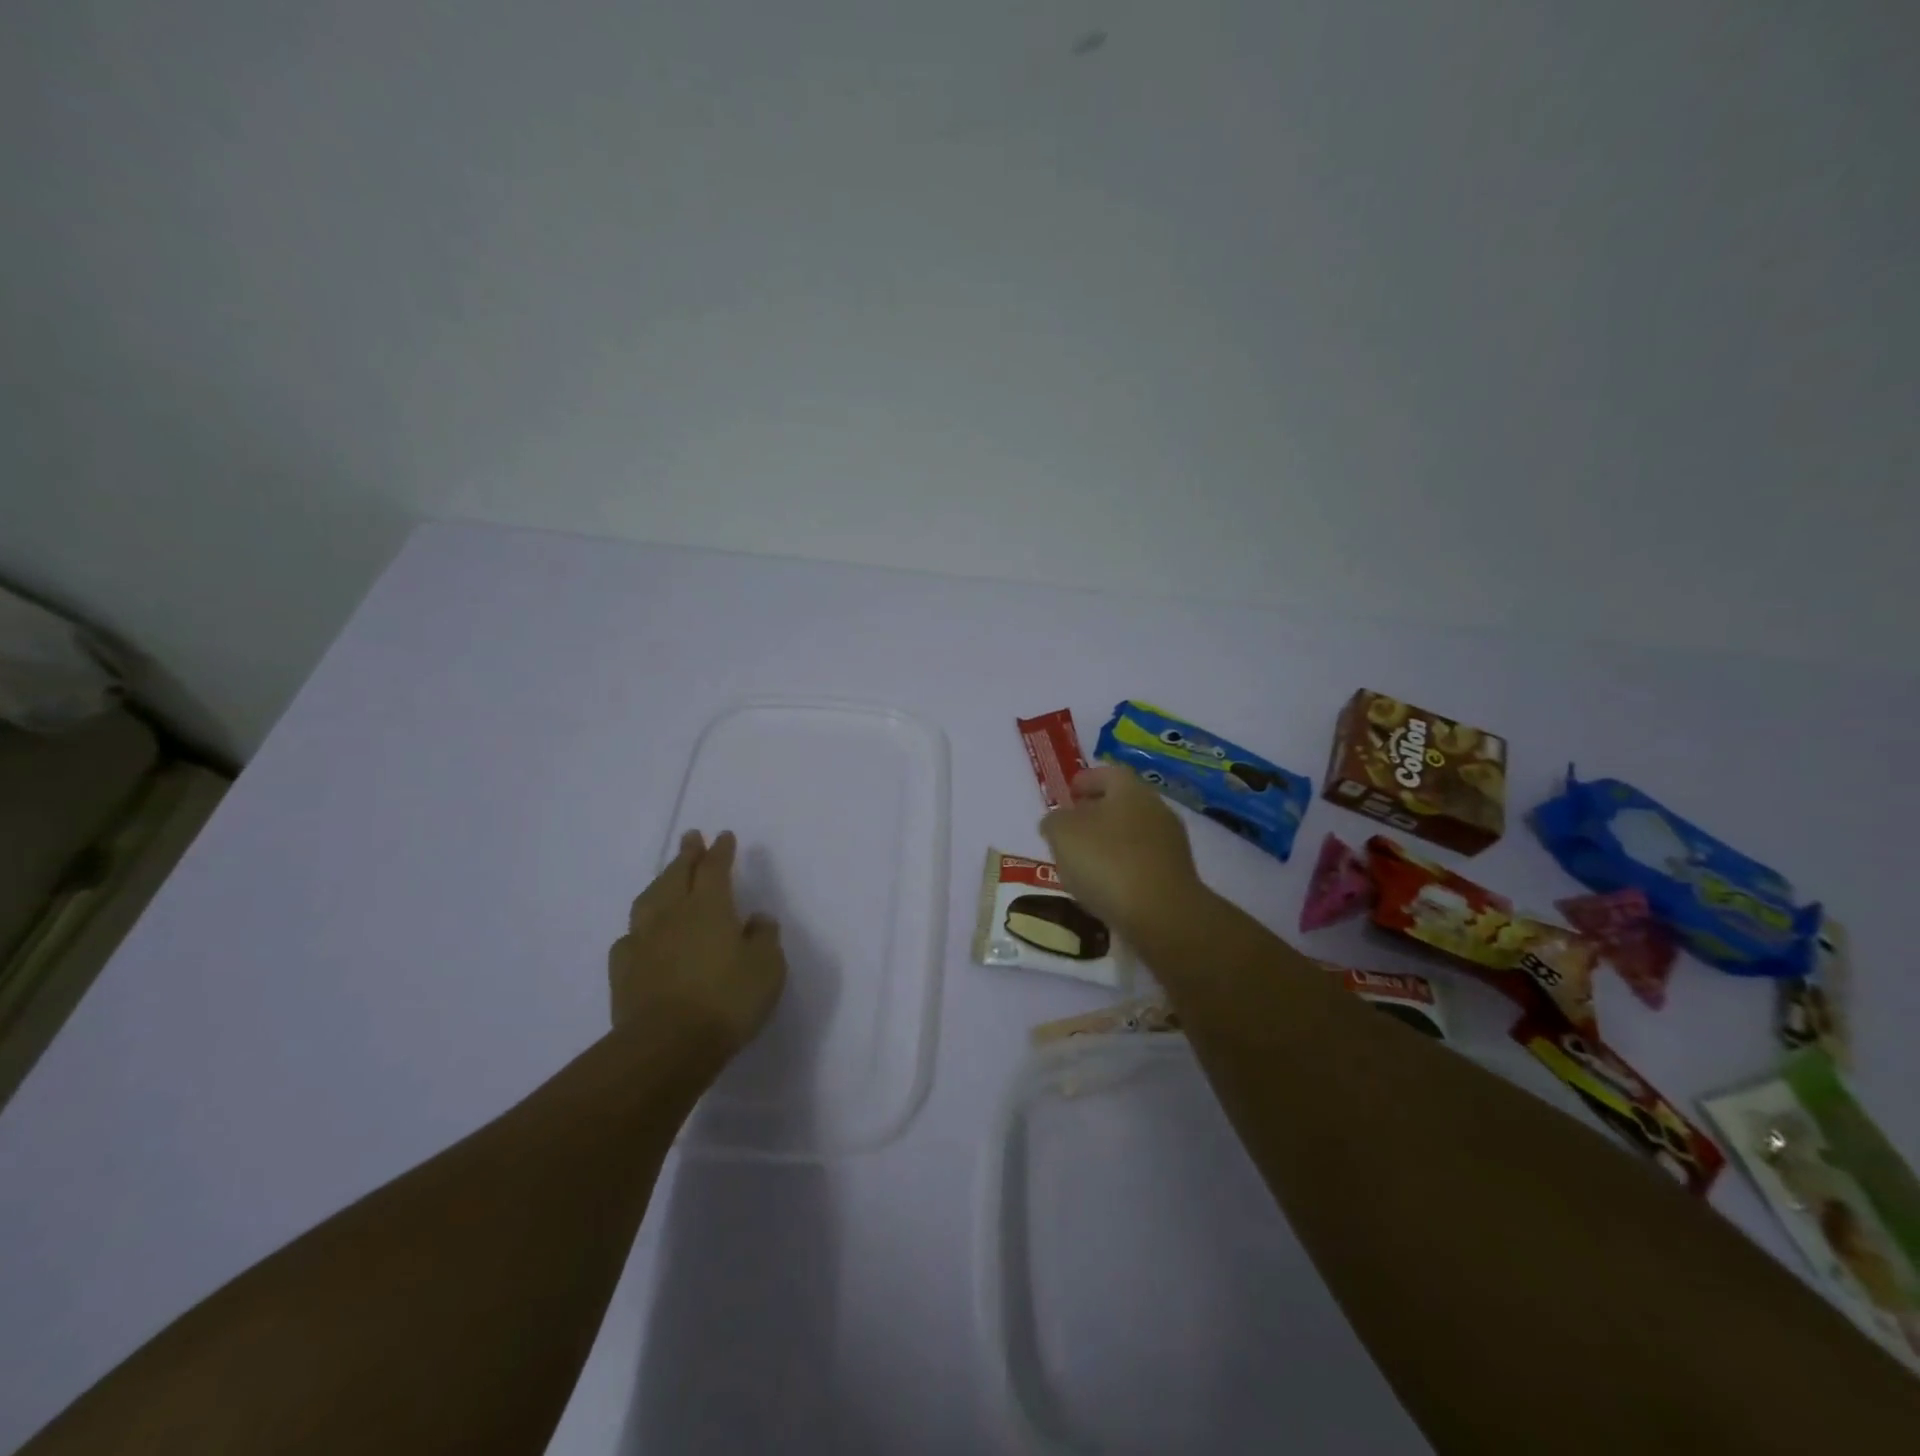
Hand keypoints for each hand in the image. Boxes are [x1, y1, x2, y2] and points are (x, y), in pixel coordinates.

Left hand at [610, 830, 786, 1054]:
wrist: (668, 1045)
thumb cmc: (728, 1000)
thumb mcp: (767, 967)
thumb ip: (764, 937)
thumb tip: (757, 918)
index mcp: (710, 907)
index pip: (715, 868)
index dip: (720, 851)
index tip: (723, 836)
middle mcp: (673, 915)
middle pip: (677, 875)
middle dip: (686, 854)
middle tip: (691, 837)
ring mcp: (643, 941)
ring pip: (648, 900)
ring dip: (659, 882)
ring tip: (666, 877)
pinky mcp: (623, 971)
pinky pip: (629, 938)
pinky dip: (638, 928)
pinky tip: (640, 934)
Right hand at [1039, 765, 1207, 943]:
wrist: (1162, 915)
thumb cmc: (1107, 862)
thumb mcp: (1063, 834)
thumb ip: (1054, 821)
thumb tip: (1056, 821)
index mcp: (1130, 790)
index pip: (1108, 773)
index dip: (1086, 780)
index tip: (1069, 792)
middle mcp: (1156, 809)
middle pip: (1122, 803)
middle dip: (1096, 812)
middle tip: (1071, 827)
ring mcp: (1170, 844)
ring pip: (1133, 833)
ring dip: (1109, 841)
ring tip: (1083, 860)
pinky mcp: (1175, 876)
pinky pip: (1142, 862)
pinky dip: (1123, 866)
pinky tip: (1105, 884)